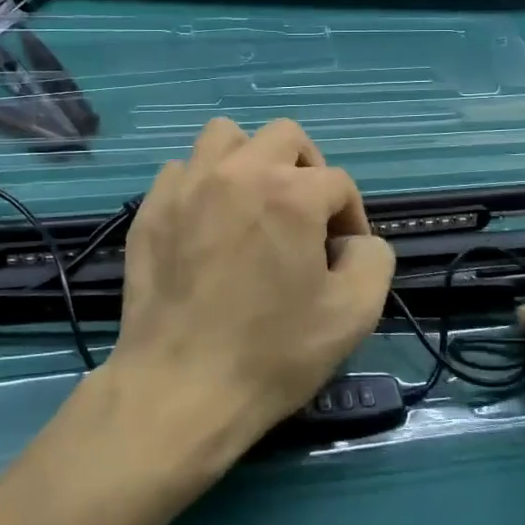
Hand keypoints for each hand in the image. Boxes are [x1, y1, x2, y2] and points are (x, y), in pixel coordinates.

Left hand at [106, 118, 396, 456]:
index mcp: (291, 193)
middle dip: (307, 170)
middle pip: (285, 136)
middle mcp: (238, 172)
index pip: (338, 183)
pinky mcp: (152, 208)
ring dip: (249, 160)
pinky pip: (182, 170)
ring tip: (252, 204)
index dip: (351, 218)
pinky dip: (202, 185)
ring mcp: (187, 185)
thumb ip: (372, 259)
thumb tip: (353, 240)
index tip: (342, 258)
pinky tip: (206, 224)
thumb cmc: (272, 353)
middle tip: (305, 216)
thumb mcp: (353, 314)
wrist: (181, 388)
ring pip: (225, 136)